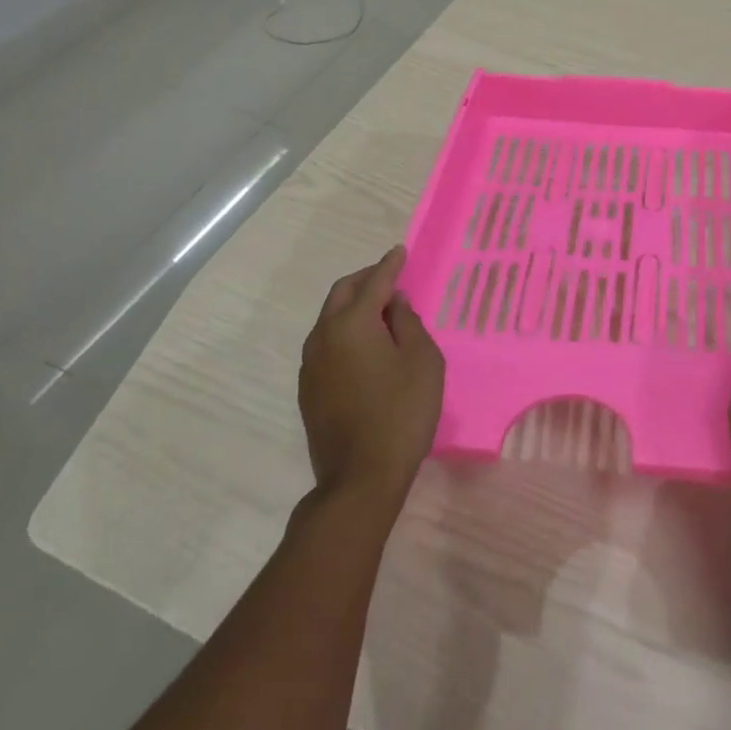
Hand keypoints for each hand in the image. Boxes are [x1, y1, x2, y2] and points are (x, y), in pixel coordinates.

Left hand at [298, 245, 443, 512]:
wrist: (360, 478)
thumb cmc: (402, 412)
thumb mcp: (422, 361)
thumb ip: (408, 323)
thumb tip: (393, 304)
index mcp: (352, 324)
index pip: (374, 283)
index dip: (390, 265)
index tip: (401, 251)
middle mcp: (323, 337)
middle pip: (342, 294)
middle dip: (366, 280)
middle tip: (391, 278)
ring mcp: (310, 365)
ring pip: (329, 318)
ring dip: (353, 305)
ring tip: (381, 310)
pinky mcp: (308, 389)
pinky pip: (326, 342)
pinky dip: (344, 330)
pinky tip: (365, 343)